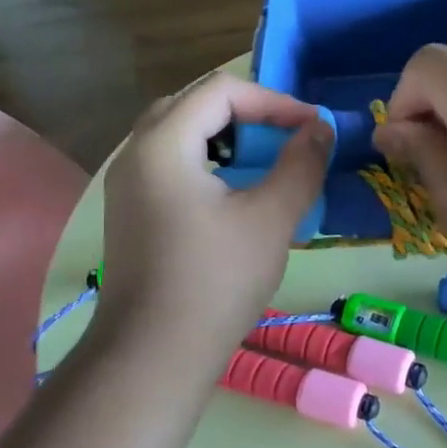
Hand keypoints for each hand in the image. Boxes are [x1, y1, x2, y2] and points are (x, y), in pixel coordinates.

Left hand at [97, 72, 331, 372]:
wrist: (153, 356)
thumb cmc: (216, 281)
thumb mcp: (271, 218)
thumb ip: (300, 164)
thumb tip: (320, 129)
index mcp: (164, 144)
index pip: (222, 91)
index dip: (274, 101)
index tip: (311, 128)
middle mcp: (136, 153)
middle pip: (194, 104)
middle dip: (247, 114)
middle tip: (284, 138)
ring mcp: (127, 184)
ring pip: (179, 134)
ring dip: (226, 137)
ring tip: (263, 162)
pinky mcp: (131, 211)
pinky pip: (170, 163)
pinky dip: (207, 162)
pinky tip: (233, 194)